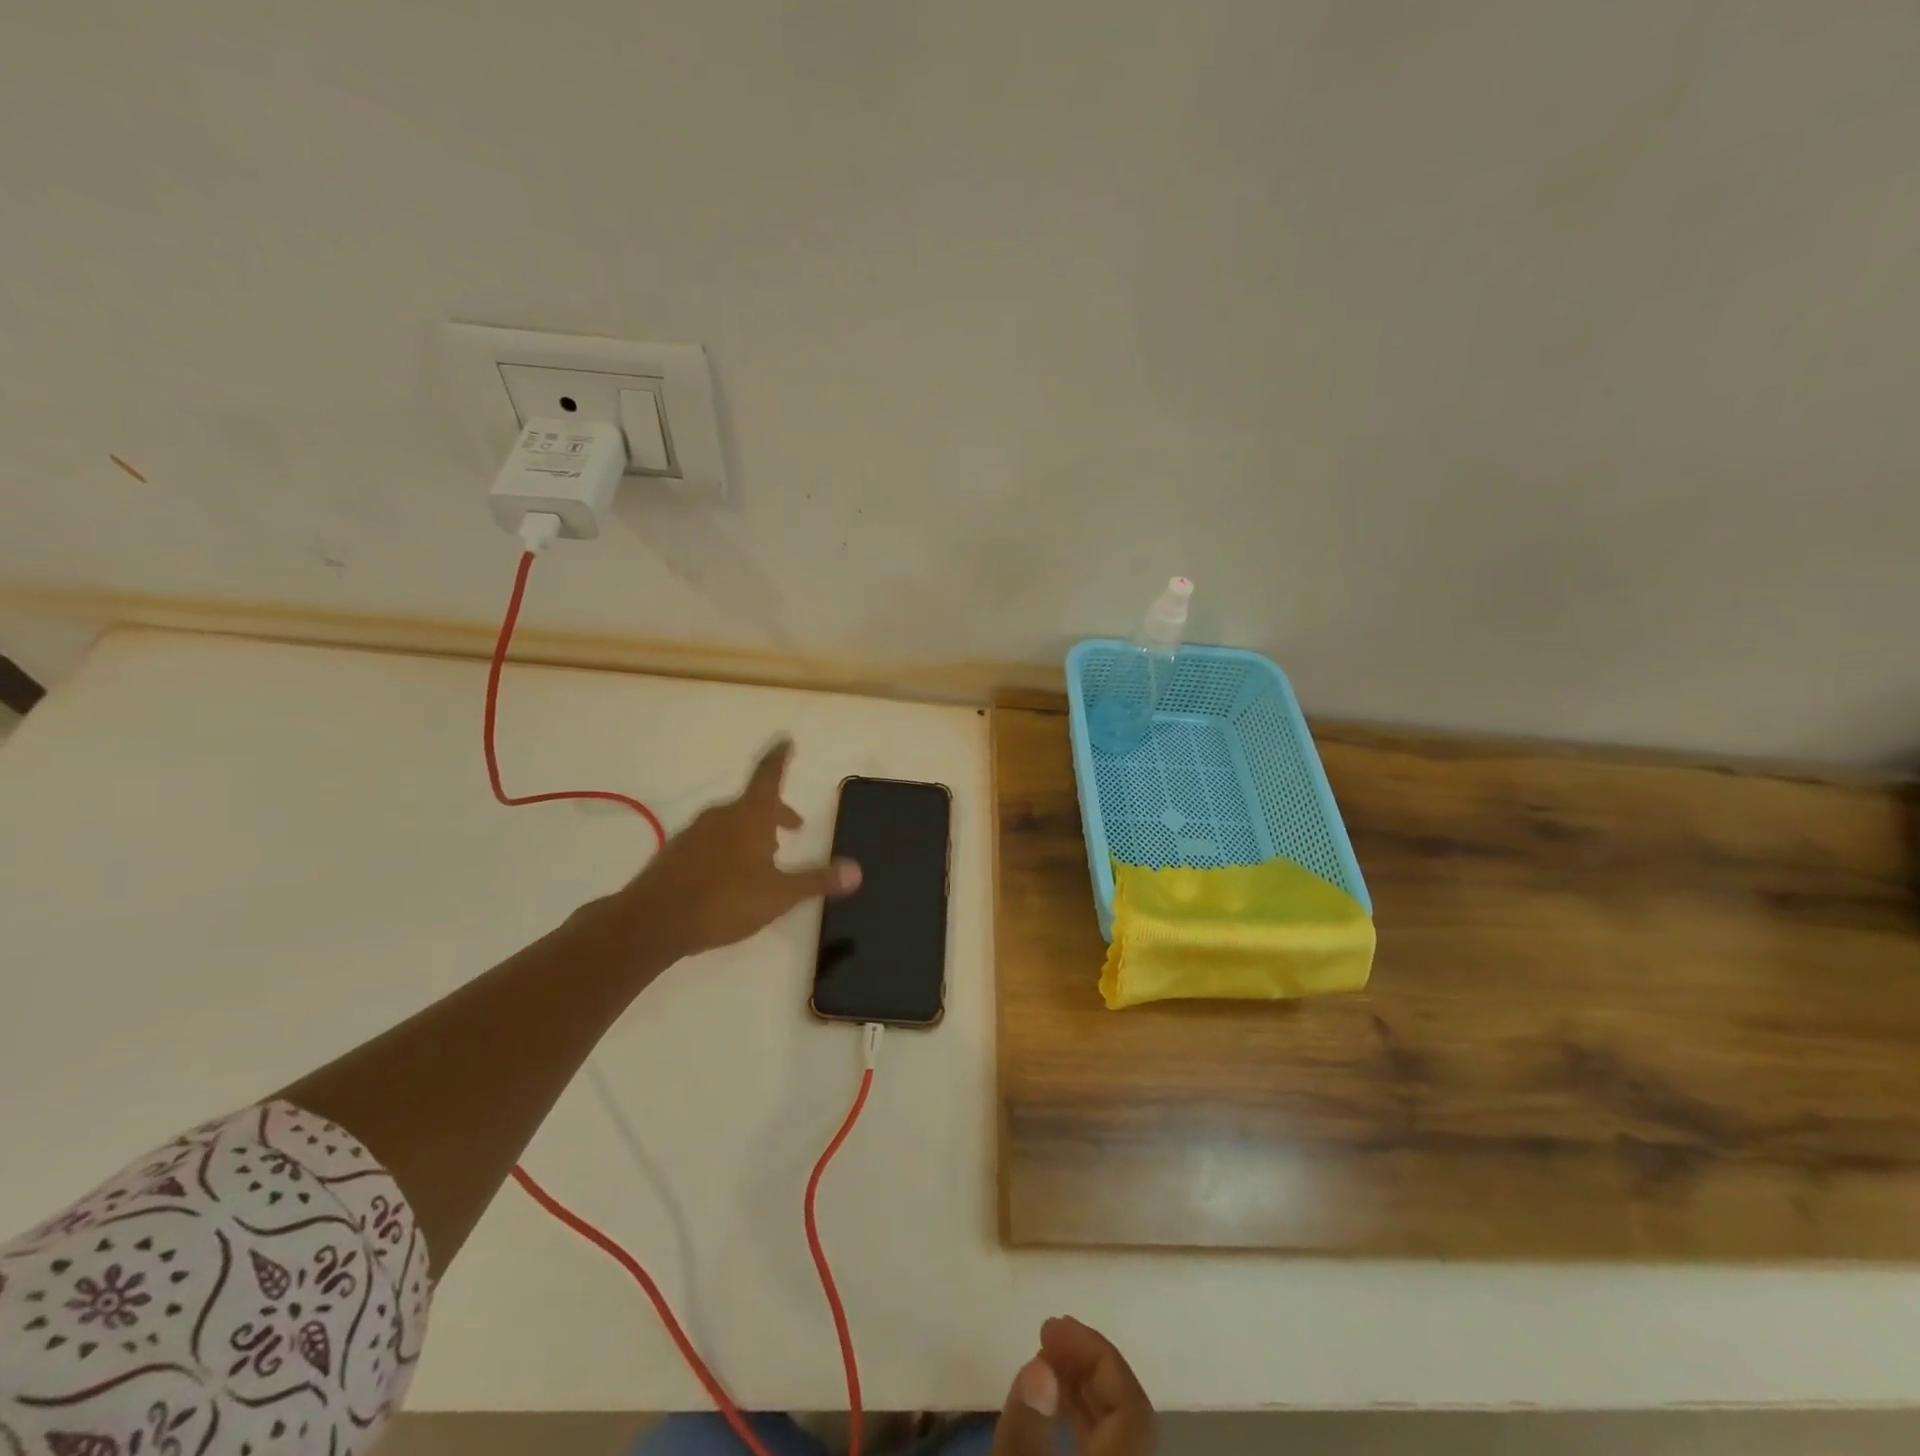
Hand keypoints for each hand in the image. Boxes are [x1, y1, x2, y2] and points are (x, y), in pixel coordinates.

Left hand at [621, 739, 860, 963]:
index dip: (780, 758)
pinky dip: (727, 848)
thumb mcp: (780, 894)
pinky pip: (710, 841)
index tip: (786, 740)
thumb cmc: (725, 900)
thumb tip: (856, 871)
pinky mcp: (675, 854)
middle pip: (753, 802)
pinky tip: (729, 877)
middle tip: (793, 827)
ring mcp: (694, 833)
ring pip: (730, 823)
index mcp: (749, 816)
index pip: (768, 774)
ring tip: (765, 859)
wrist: (654, 922)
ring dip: (751, 832)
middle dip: (775, 812)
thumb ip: (817, 880)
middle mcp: (721, 816)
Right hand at [992, 1316, 1154, 1455]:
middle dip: (1087, 1366)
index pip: (1131, 1402)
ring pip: (1120, 1431)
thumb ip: (1023, 1430)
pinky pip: (1109, 1447)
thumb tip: (1038, 1363)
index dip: (1095, 1355)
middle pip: (1128, 1412)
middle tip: (1045, 1336)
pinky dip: (1084, 1420)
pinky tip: (1054, 1410)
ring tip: (1044, 1364)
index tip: (1050, 1325)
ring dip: (1084, 1390)